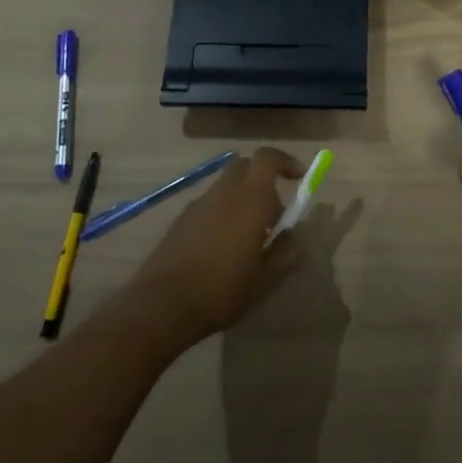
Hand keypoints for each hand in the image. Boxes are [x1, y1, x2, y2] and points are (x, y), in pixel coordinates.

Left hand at [126, 148, 305, 346]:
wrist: (163, 304)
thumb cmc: (222, 290)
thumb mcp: (266, 279)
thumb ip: (286, 251)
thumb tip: (292, 235)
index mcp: (250, 199)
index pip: (268, 158)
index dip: (285, 162)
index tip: (299, 177)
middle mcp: (224, 192)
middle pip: (246, 166)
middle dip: (263, 179)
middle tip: (272, 212)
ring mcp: (199, 203)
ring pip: (227, 186)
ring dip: (242, 198)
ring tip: (247, 238)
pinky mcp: (181, 218)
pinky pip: (210, 204)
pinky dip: (222, 212)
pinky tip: (221, 247)